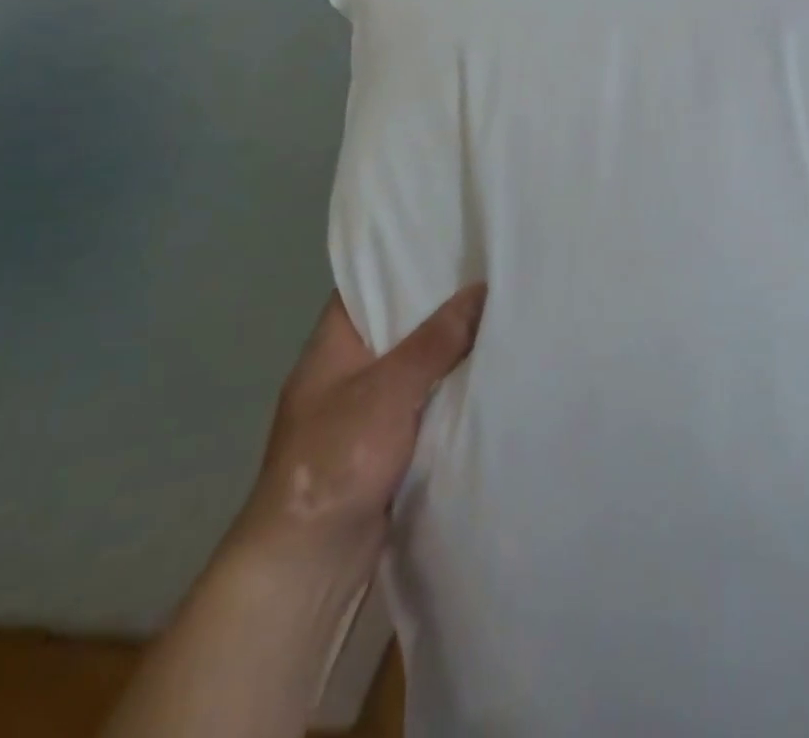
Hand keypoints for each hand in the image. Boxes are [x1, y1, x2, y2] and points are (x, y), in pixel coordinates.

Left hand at [232, 284, 486, 561]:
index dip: (404, 260)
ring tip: (501, 314)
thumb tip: (480, 288)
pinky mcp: (384, 446)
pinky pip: (423, 402)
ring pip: (414, 365)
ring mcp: (364, 410)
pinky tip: (487, 374)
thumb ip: (435, 340)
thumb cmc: (335, 458)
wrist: (307, 565)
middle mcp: (346, 370)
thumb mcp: (388, 389)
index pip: (367, 283)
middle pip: (397, 323)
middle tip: (491, 274)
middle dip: (439, 305)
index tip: (451, 242)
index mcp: (332, 345)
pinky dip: (448, 390)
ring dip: (448, 351)